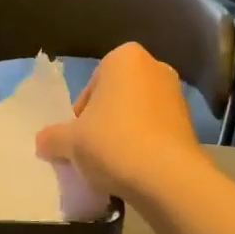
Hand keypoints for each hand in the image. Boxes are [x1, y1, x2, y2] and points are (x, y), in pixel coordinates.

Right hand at [35, 43, 205, 202]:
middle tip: (93, 152)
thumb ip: (52, 137)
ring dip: (125, 134)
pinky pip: (157, 131)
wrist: (167, 176)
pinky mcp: (190, 123)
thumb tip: (44, 141)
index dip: (80, 115)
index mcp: (125, 58)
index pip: (91, 87)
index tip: (78, 139)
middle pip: (116, 98)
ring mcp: (177, 95)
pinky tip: (136, 169)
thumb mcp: (70, 141)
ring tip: (114, 164)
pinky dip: (146, 145)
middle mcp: (155, 67)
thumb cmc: (113, 142)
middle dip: (104, 122)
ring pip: (138, 114)